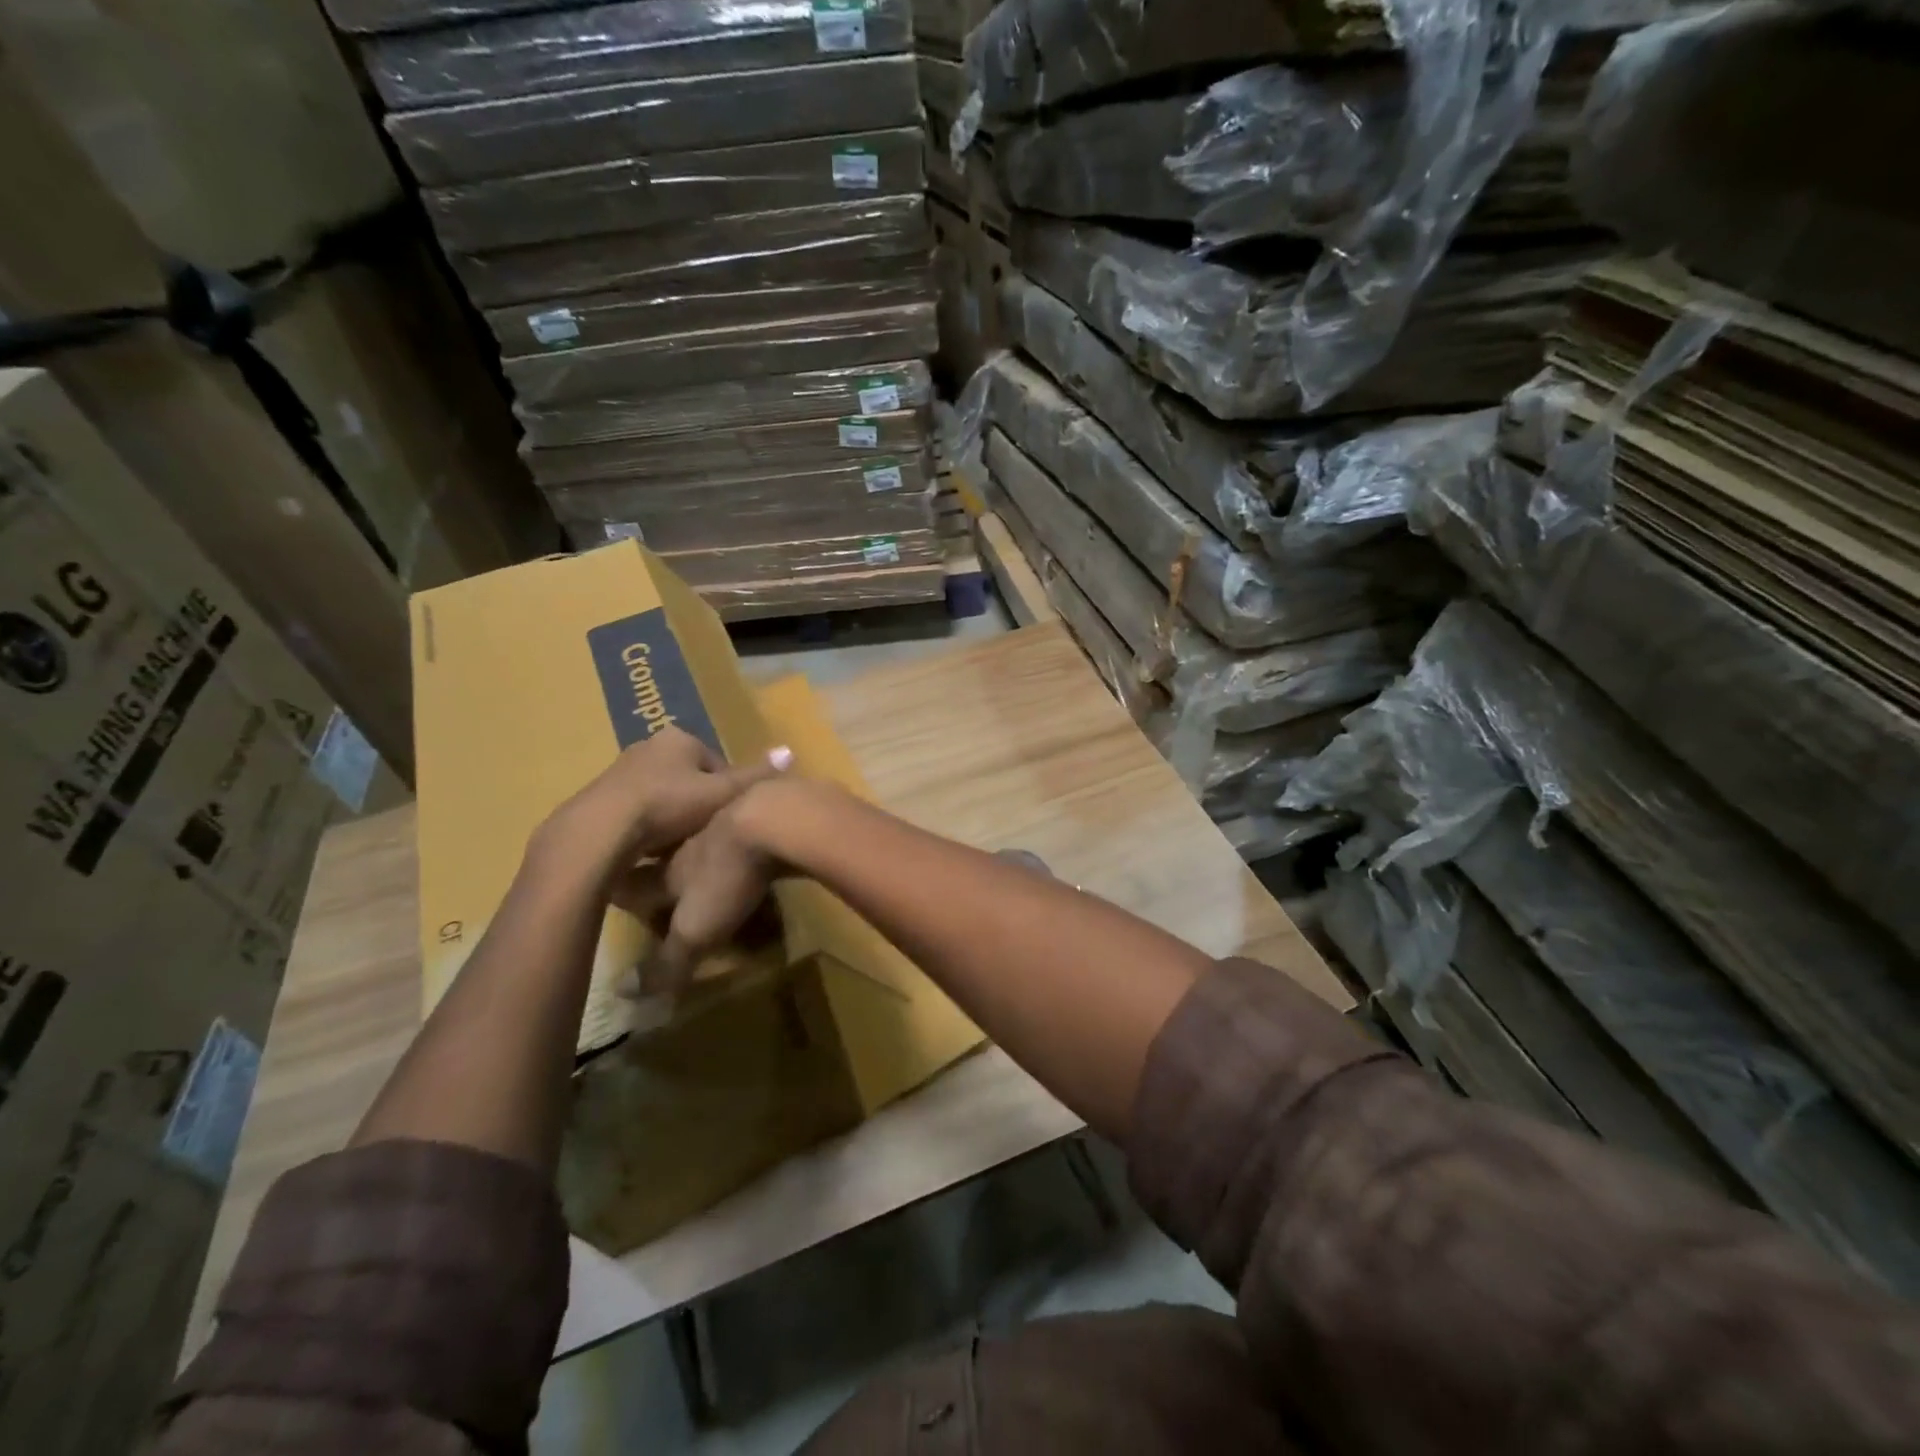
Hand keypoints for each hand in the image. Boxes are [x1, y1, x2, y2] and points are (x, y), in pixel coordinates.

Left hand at [534, 727, 791, 883]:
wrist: (602, 829)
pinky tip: (651, 850)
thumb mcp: (722, 794)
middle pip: (688, 778)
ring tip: (679, 846)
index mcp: (679, 738)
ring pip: (662, 794)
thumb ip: (755, 776)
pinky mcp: (600, 795)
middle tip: (706, 834)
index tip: (727, 819)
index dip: (727, 793)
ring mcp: (621, 769)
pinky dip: (647, 826)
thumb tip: (790, 751)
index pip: (716, 764)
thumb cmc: (669, 805)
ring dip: (672, 816)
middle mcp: (649, 745)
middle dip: (698, 804)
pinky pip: (637, 809)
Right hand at [638, 778, 800, 991]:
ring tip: (711, 860)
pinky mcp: (769, 816)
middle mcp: (696, 843)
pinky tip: (762, 848)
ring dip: (709, 848)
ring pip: (712, 836)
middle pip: (672, 855)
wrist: (773, 817)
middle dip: (664, 865)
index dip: (624, 893)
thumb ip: (666, 962)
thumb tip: (623, 993)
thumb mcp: (694, 930)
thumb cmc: (726, 877)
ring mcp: (734, 824)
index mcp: (672, 870)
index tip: (611, 894)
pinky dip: (752, 840)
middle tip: (661, 872)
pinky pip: (753, 830)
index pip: (637, 883)